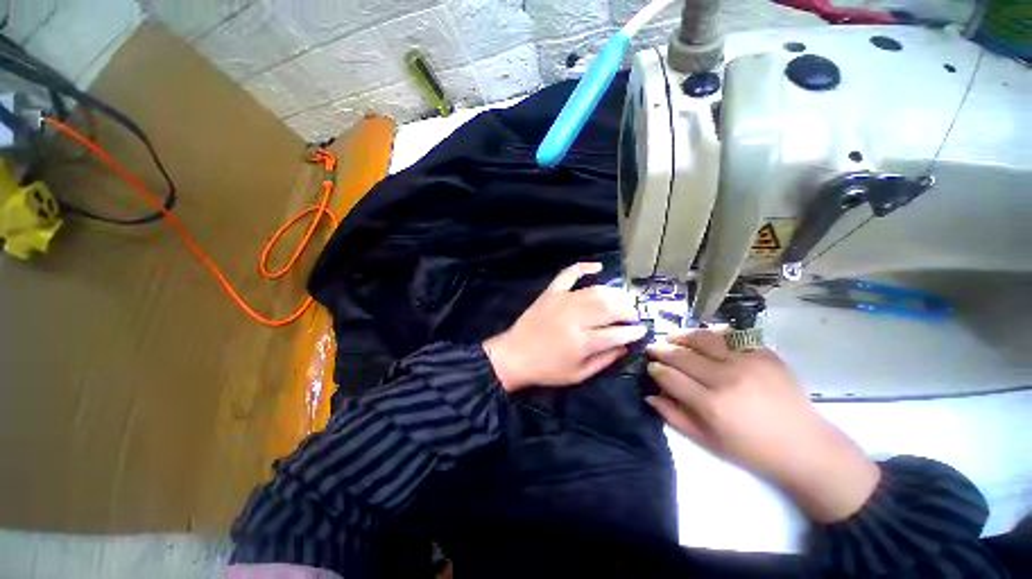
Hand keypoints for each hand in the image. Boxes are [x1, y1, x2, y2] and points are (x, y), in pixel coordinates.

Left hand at [483, 262, 645, 392]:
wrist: (514, 355)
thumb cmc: (547, 369)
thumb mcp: (578, 374)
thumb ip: (604, 361)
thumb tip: (625, 347)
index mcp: (583, 342)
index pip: (618, 333)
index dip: (634, 331)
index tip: (642, 330)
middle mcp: (575, 318)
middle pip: (611, 307)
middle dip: (628, 310)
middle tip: (633, 316)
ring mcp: (563, 301)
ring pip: (596, 291)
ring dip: (614, 294)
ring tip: (622, 300)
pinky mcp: (551, 293)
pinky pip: (569, 274)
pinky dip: (583, 267)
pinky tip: (598, 267)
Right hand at [645, 331, 879, 522]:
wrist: (805, 446)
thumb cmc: (751, 449)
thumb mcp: (707, 441)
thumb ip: (674, 416)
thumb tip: (650, 395)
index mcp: (712, 404)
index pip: (670, 376)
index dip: (655, 369)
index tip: (650, 366)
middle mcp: (726, 378)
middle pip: (682, 354)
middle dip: (661, 349)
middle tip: (653, 348)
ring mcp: (748, 362)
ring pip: (703, 337)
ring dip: (682, 335)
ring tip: (672, 337)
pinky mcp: (765, 354)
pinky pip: (732, 334)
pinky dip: (713, 332)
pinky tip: (705, 337)